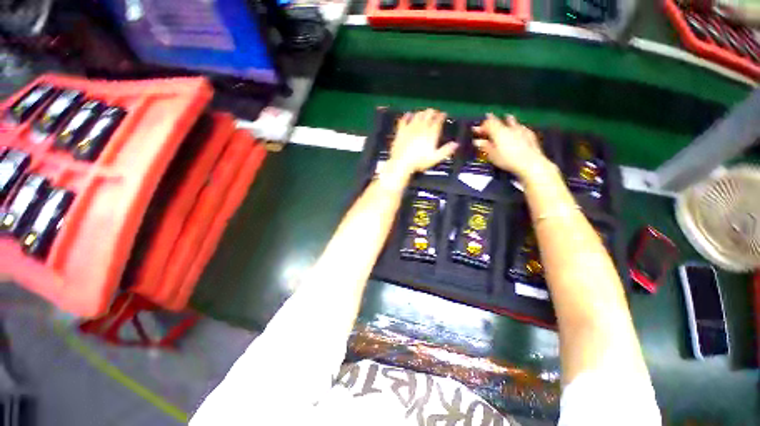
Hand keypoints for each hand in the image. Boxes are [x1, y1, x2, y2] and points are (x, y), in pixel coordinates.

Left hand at [386, 109, 458, 176]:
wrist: (401, 162)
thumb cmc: (419, 162)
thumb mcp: (435, 158)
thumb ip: (446, 150)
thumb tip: (455, 144)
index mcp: (430, 133)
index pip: (438, 121)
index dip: (442, 116)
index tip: (444, 114)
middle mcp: (421, 128)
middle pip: (428, 115)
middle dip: (432, 112)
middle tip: (435, 112)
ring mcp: (410, 128)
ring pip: (417, 115)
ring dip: (422, 112)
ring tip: (424, 112)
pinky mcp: (401, 131)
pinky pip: (404, 120)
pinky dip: (407, 116)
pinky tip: (408, 114)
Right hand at [473, 113, 550, 179]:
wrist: (530, 163)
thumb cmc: (508, 160)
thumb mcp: (492, 155)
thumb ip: (485, 146)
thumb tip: (478, 142)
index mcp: (498, 132)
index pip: (488, 124)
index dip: (481, 126)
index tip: (476, 129)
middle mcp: (509, 128)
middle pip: (499, 121)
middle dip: (492, 122)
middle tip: (488, 124)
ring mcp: (521, 130)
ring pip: (512, 121)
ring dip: (507, 120)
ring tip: (506, 118)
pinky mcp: (530, 134)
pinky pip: (522, 127)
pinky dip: (517, 128)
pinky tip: (519, 130)